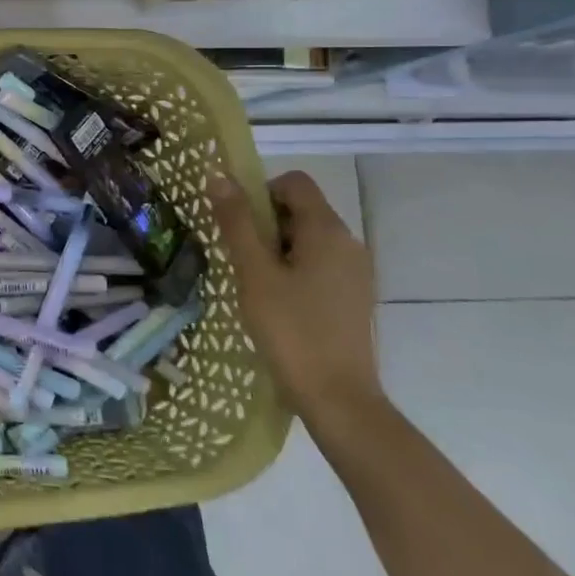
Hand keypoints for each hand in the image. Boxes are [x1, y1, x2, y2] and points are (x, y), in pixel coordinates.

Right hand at [208, 171, 383, 435]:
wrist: (338, 399)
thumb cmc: (291, 330)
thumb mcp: (254, 273)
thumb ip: (237, 222)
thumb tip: (219, 176)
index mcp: (327, 230)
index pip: (293, 182)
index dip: (260, 192)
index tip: (238, 225)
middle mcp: (348, 242)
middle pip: (300, 209)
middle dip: (265, 224)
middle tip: (241, 258)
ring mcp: (355, 271)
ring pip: (308, 238)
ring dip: (277, 248)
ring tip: (255, 283)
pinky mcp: (354, 296)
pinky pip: (319, 263)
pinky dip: (294, 269)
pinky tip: (278, 303)